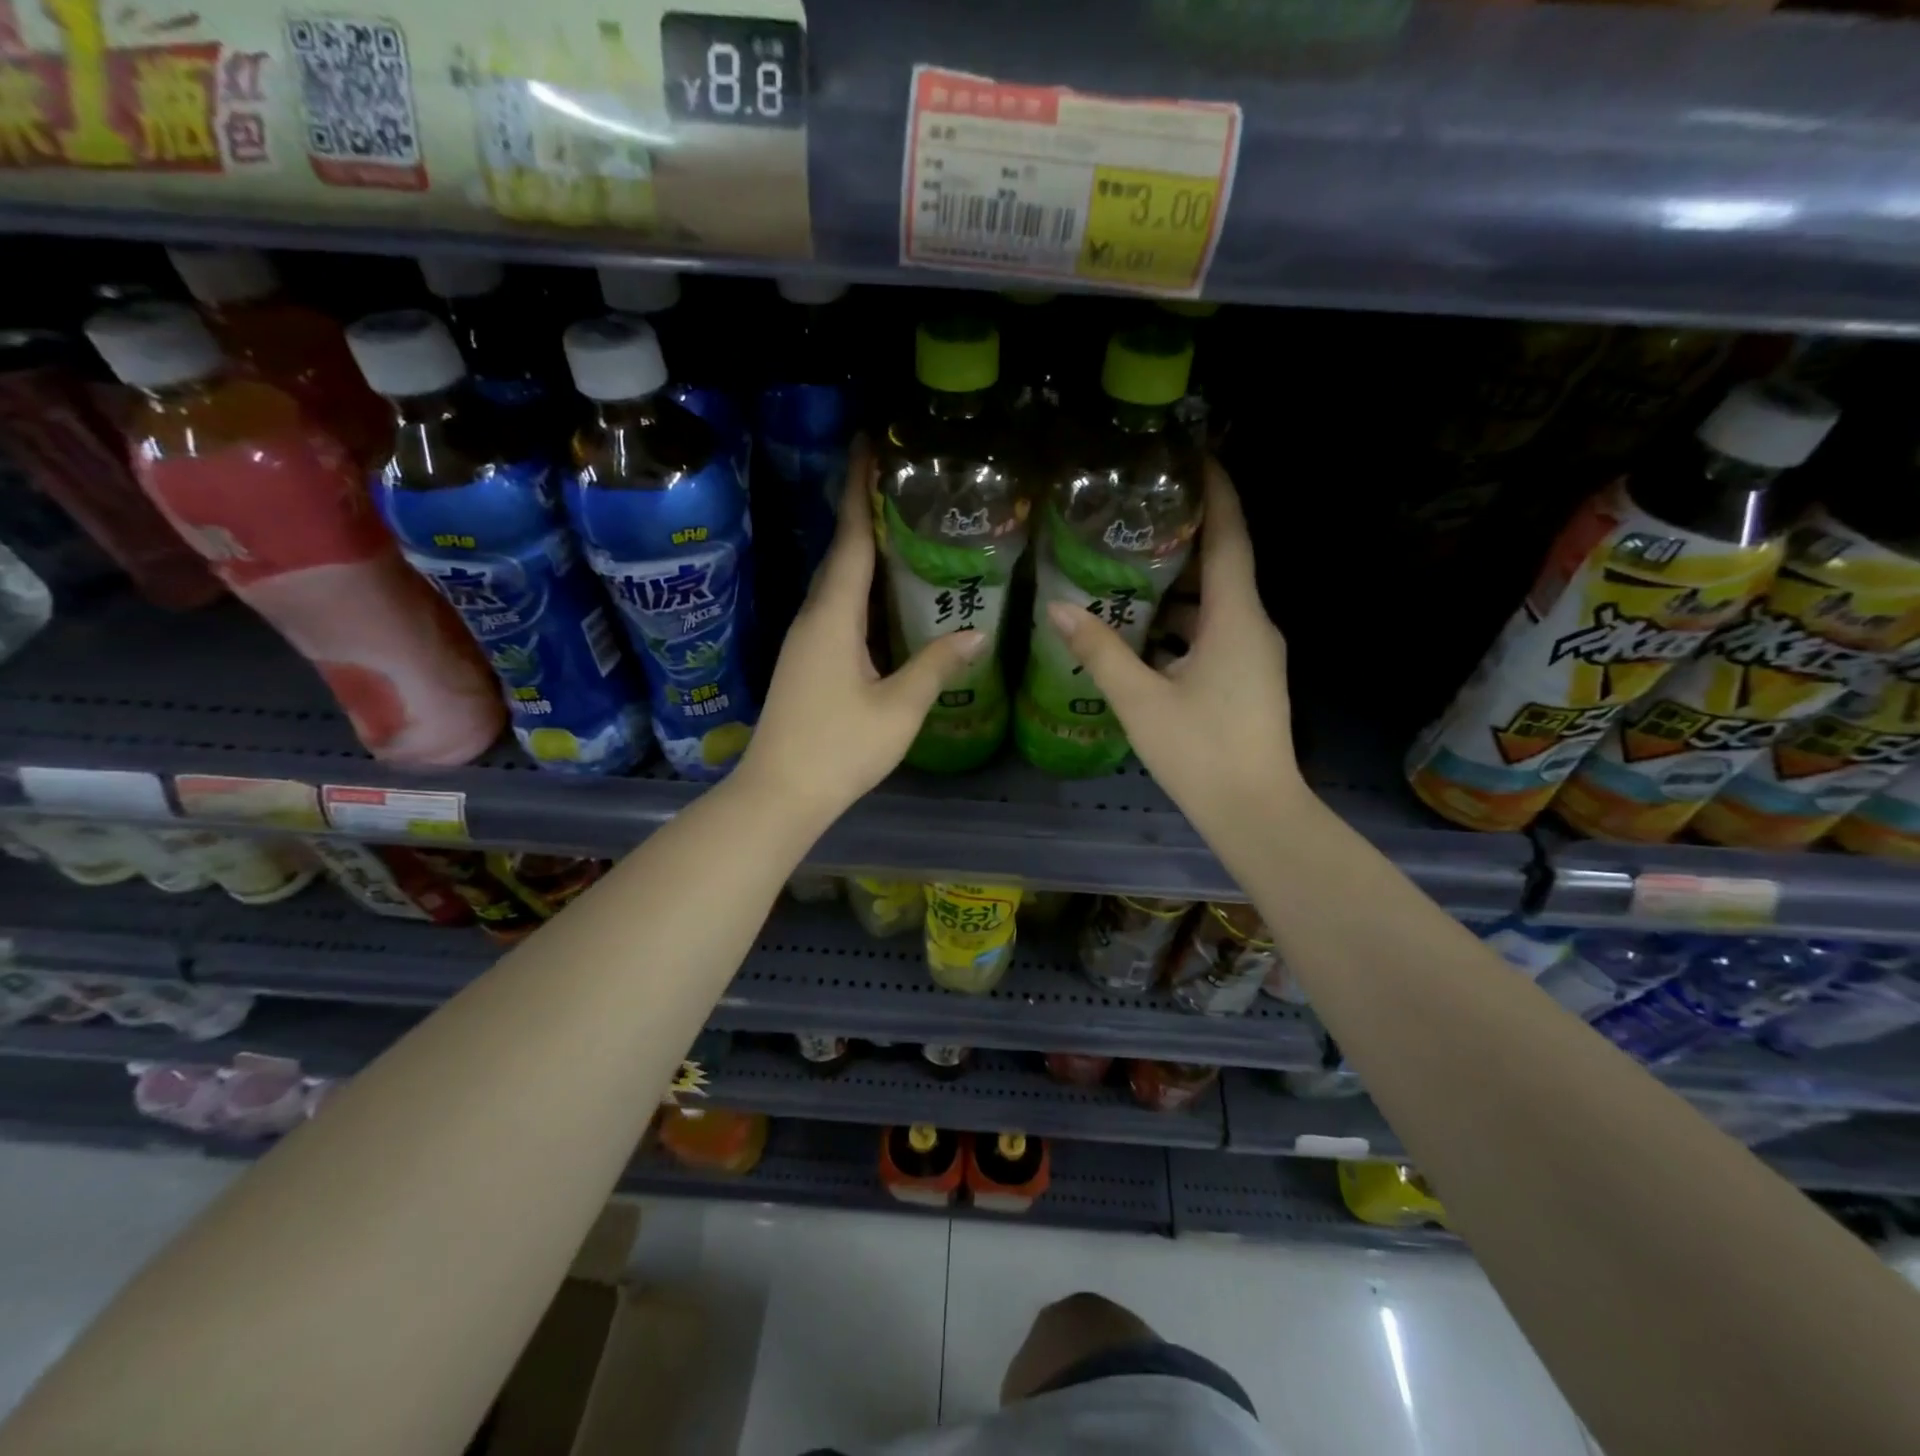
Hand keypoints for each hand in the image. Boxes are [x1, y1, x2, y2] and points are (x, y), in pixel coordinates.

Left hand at [739, 439, 988, 826]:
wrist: (780, 794)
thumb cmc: (839, 749)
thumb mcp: (898, 709)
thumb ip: (936, 666)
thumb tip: (977, 634)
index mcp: (834, 618)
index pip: (852, 541)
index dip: (863, 493)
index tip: (869, 446)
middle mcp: (814, 618)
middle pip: (841, 554)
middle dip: (864, 512)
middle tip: (898, 482)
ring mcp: (806, 641)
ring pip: (837, 583)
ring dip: (862, 551)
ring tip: (898, 528)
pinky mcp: (806, 661)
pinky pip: (836, 608)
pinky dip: (859, 588)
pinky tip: (883, 596)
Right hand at [1043, 459, 1310, 832]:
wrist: (1256, 812)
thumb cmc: (1201, 751)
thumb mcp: (1141, 700)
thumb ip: (1100, 650)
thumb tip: (1057, 608)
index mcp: (1235, 618)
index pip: (1230, 538)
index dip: (1217, 493)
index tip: (1194, 457)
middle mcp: (1253, 626)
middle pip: (1220, 567)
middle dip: (1183, 538)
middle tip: (1134, 517)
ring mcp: (1255, 655)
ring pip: (1214, 605)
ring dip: (1175, 588)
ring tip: (1124, 572)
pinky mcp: (1248, 679)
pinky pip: (1214, 634)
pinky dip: (1181, 624)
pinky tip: (1140, 634)